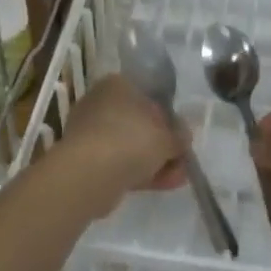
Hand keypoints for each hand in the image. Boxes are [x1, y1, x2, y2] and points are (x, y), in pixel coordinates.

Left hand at [46, 74, 189, 216]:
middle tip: (181, 158)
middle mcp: (100, 103)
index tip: (180, 134)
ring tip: (178, 177)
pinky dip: (141, 172)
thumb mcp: (167, 137)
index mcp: (116, 85)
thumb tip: (183, 137)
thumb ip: (179, 136)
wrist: (90, 174)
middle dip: (162, 143)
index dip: (167, 116)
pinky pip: (120, 163)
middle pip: (138, 123)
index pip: (146, 95)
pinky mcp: (87, 160)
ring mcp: (91, 133)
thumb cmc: (131, 140)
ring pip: (130, 145)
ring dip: (155, 161)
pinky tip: (164, 185)